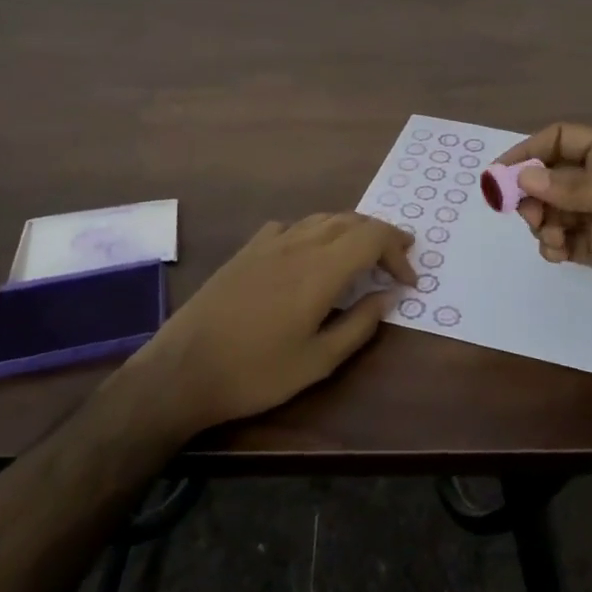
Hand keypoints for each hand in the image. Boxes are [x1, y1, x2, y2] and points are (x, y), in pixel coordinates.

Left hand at [125, 213, 416, 433]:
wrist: (183, 369)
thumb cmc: (255, 373)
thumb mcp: (318, 362)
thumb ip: (359, 325)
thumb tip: (388, 296)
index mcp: (320, 270)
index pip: (372, 237)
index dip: (397, 252)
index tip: (408, 281)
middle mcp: (298, 245)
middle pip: (351, 220)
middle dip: (381, 235)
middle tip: (398, 259)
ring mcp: (269, 243)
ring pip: (322, 218)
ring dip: (351, 229)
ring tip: (364, 252)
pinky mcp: (247, 250)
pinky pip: (292, 226)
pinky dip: (315, 231)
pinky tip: (312, 252)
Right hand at [498, 123, 591, 329]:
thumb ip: (578, 189)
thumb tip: (523, 179)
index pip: (560, 140)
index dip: (528, 151)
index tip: (500, 175)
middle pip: (549, 177)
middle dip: (531, 194)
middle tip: (530, 218)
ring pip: (552, 211)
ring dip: (541, 223)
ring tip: (553, 241)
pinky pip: (563, 242)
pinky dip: (552, 246)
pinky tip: (559, 255)